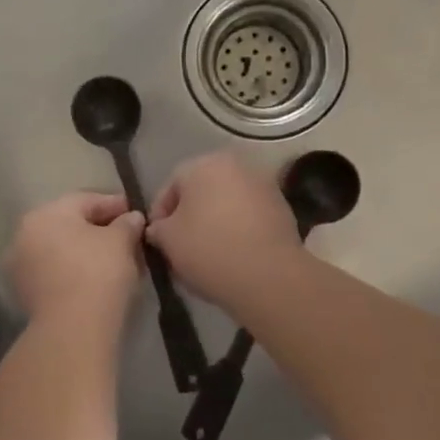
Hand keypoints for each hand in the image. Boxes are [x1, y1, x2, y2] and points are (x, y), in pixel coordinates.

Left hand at [5, 192, 144, 323]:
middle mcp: (26, 234)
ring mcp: (21, 266)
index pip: (86, 201)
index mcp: (46, 213)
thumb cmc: (97, 272)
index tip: (136, 213)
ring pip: (63, 250)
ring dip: (88, 252)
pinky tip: (100, 280)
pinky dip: (77, 271)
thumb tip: (132, 218)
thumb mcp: (121, 241)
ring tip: (119, 261)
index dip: (115, 205)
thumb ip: (127, 224)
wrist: (72, 329)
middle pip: (71, 225)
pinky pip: (57, 272)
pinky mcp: (26, 294)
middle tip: (129, 237)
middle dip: (101, 229)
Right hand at [145, 153, 302, 306]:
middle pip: (202, 191)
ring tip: (207, 254)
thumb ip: (158, 228)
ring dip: (215, 222)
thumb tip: (159, 229)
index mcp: (204, 164)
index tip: (157, 239)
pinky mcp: (282, 208)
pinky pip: (249, 217)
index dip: (160, 213)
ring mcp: (263, 185)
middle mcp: (235, 165)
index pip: (171, 185)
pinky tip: (233, 256)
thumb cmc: (209, 249)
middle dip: (189, 216)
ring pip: (227, 203)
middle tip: (180, 246)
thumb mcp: (168, 240)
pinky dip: (238, 230)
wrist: (269, 276)